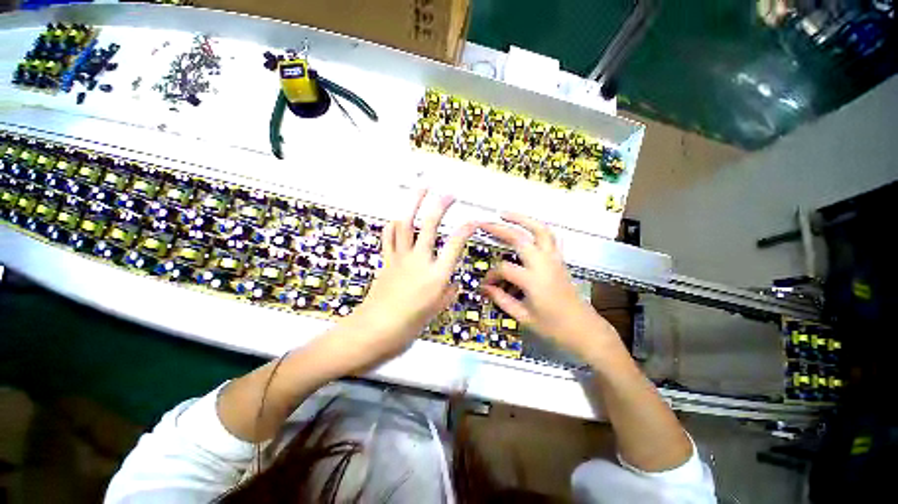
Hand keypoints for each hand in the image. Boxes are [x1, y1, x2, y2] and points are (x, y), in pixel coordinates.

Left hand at [320, 190, 476, 371]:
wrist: (375, 330)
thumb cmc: (408, 325)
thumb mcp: (436, 311)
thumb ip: (448, 293)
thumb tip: (452, 284)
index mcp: (436, 276)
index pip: (455, 245)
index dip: (465, 230)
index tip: (472, 222)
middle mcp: (419, 261)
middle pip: (430, 226)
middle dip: (440, 206)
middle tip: (448, 195)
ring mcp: (400, 258)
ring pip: (406, 224)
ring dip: (414, 204)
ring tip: (421, 191)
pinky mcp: (387, 260)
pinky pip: (389, 237)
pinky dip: (393, 225)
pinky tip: (397, 218)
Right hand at [480, 213, 621, 362]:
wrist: (585, 329)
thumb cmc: (554, 328)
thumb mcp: (523, 317)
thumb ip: (502, 299)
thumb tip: (485, 288)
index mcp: (534, 281)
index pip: (504, 268)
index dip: (491, 275)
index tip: (486, 285)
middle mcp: (544, 264)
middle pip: (521, 239)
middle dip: (500, 229)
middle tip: (485, 223)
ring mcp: (555, 259)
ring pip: (540, 230)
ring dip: (522, 219)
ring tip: (505, 214)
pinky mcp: (560, 260)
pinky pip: (549, 237)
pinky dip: (536, 227)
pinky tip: (526, 227)